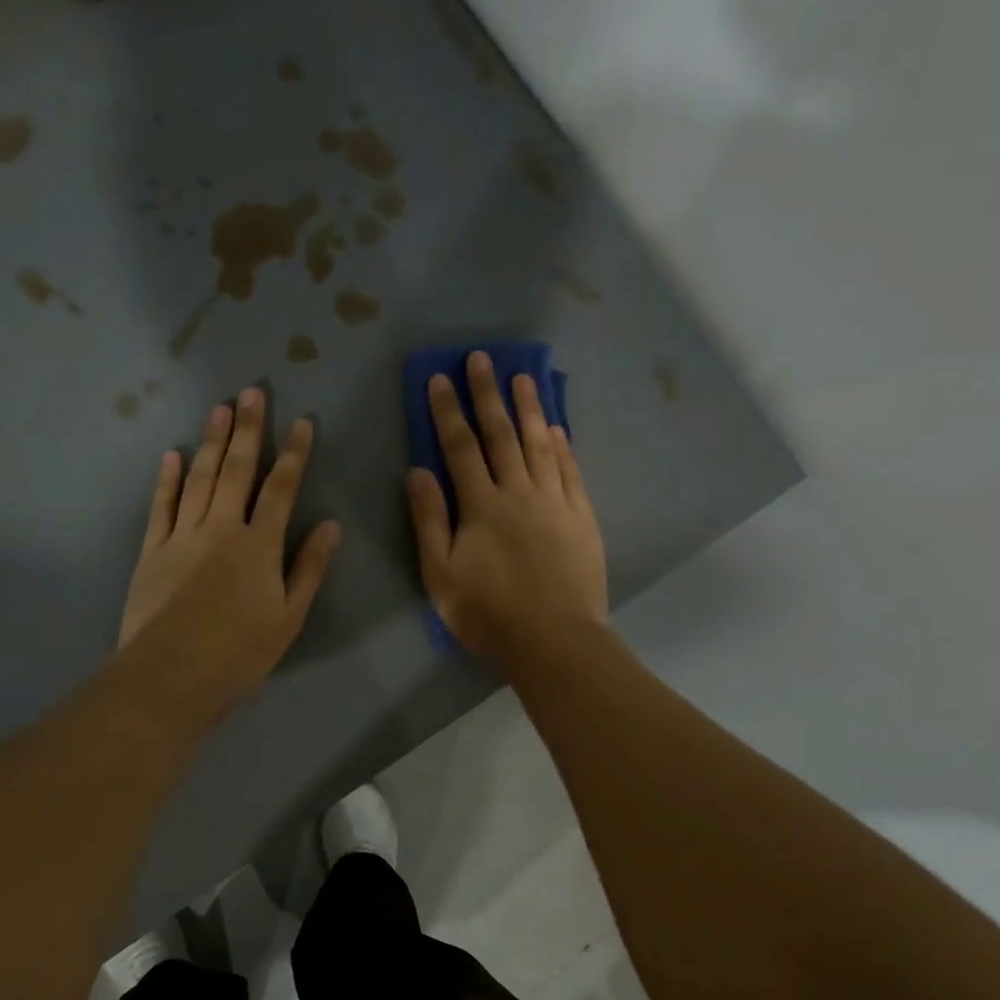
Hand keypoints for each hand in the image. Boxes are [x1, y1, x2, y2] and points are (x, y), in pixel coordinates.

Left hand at [119, 387, 339, 714]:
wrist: (172, 676)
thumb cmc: (240, 653)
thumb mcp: (289, 617)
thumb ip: (309, 568)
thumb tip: (331, 525)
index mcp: (259, 545)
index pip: (282, 488)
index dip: (294, 453)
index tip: (302, 422)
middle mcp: (221, 528)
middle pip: (236, 470)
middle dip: (247, 429)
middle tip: (251, 392)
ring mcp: (182, 536)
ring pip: (198, 479)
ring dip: (210, 442)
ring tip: (219, 408)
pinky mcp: (152, 551)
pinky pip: (160, 506)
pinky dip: (166, 479)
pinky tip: (171, 455)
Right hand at [407, 351, 606, 662]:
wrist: (555, 640)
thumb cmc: (489, 614)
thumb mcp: (441, 576)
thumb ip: (429, 522)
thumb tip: (418, 471)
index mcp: (481, 506)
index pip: (460, 448)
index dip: (447, 411)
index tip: (439, 378)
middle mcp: (519, 493)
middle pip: (501, 435)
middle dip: (488, 394)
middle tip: (482, 358)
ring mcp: (555, 503)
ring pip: (540, 444)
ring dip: (529, 409)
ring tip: (523, 377)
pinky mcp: (581, 518)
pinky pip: (571, 471)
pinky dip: (562, 446)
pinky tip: (557, 428)